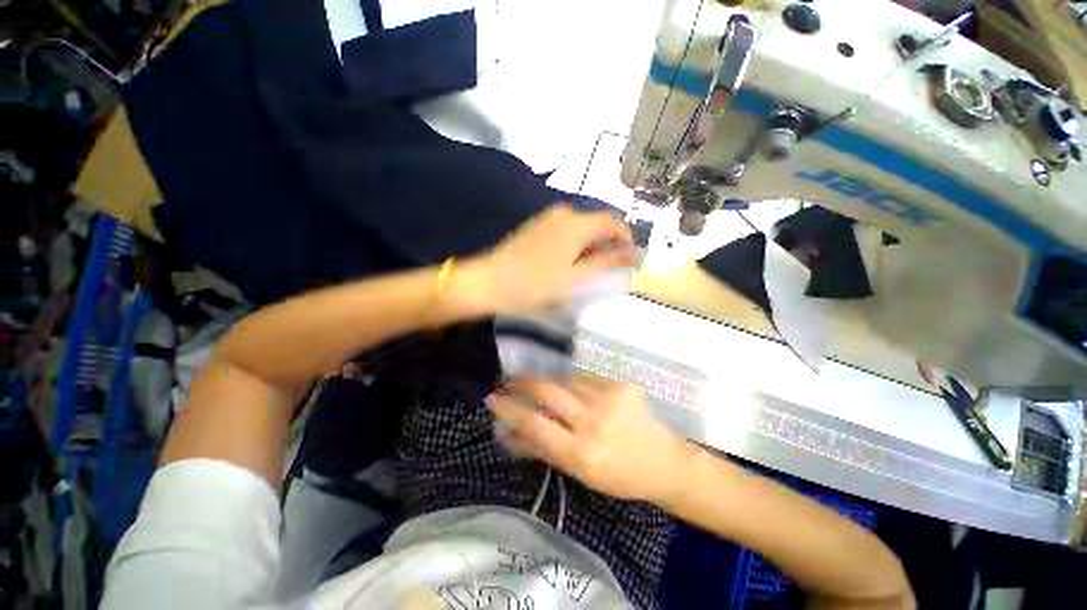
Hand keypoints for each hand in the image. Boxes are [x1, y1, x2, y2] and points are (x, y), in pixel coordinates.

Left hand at [478, 204, 636, 314]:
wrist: (489, 282)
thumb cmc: (535, 283)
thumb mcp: (575, 277)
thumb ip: (605, 262)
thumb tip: (633, 254)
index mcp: (576, 223)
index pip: (613, 222)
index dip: (627, 239)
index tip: (631, 260)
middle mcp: (564, 213)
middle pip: (597, 223)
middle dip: (610, 243)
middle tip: (613, 268)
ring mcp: (547, 219)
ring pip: (581, 227)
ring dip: (593, 245)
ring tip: (594, 269)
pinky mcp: (536, 227)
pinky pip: (566, 230)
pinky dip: (577, 244)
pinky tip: (572, 262)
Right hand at [489, 376, 696, 503]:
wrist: (663, 462)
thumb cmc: (618, 475)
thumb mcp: (578, 472)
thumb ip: (542, 450)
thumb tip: (508, 435)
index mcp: (582, 453)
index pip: (536, 425)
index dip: (511, 409)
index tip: (494, 399)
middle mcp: (594, 422)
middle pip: (549, 391)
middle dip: (524, 382)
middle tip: (510, 380)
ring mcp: (610, 398)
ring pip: (566, 380)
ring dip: (550, 382)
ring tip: (542, 386)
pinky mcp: (622, 385)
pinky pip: (587, 378)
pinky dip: (575, 383)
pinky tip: (576, 390)